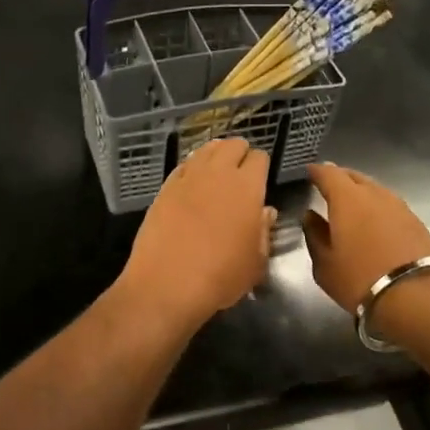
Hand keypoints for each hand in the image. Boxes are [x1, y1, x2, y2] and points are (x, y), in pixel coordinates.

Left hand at [118, 138, 274, 328]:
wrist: (166, 285)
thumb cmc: (220, 277)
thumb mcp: (255, 262)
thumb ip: (263, 231)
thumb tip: (265, 212)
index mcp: (247, 187)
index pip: (259, 158)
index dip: (261, 167)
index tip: (260, 181)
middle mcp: (218, 174)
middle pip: (232, 144)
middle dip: (240, 153)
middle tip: (240, 174)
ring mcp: (188, 178)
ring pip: (206, 150)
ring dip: (216, 156)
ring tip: (217, 174)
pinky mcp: (164, 188)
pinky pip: (183, 166)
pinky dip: (192, 168)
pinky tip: (192, 184)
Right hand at [302, 162, 429, 314]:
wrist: (417, 296)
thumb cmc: (360, 279)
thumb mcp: (325, 265)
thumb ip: (315, 236)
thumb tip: (310, 217)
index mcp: (347, 199)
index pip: (329, 174)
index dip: (317, 171)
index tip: (310, 172)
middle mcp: (374, 194)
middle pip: (355, 176)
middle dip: (340, 178)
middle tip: (329, 185)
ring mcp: (399, 206)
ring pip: (375, 190)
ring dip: (361, 192)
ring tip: (351, 204)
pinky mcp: (416, 221)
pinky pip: (390, 205)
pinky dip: (378, 207)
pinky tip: (374, 221)